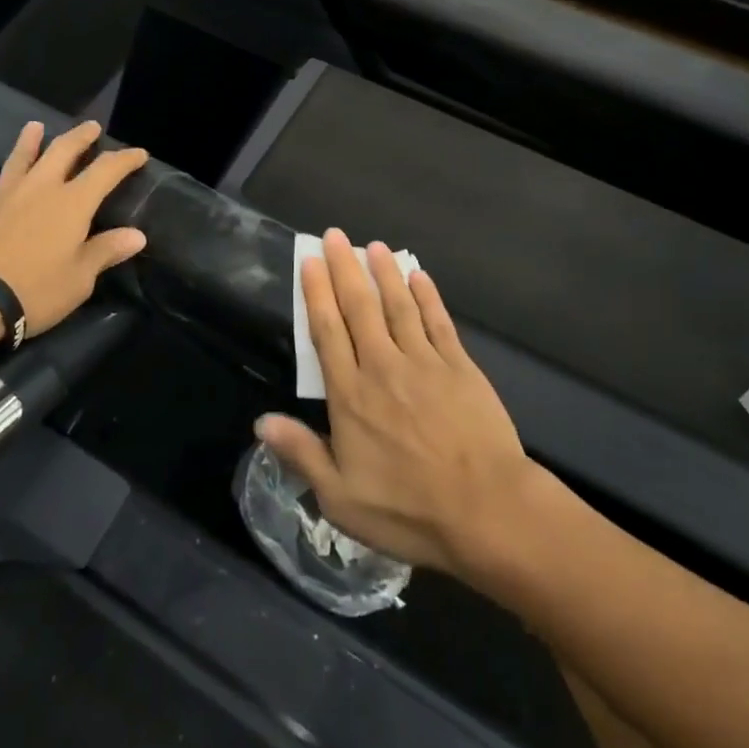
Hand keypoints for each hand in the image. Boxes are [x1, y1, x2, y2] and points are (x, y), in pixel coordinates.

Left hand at [0, 120, 148, 340]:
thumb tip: (137, 235)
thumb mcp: (79, 279)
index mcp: (72, 203)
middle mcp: (40, 188)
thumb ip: (106, 251)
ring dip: (30, 141)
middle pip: (63, 151)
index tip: (139, 154)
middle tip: (91, 127)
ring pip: (20, 158)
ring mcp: (5, 194)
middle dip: (80, 136)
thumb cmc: (33, 289)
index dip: (125, 159)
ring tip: (35, 126)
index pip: (106, 171)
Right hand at [256, 230, 538, 577]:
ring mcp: (424, 362)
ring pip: (398, 305)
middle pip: (359, 307)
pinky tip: (419, 276)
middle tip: (335, 235)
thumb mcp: (341, 499)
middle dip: (345, 268)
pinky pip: (438, 321)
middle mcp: (383, 366)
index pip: (327, 331)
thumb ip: (302, 454)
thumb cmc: (409, 511)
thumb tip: (261, 421)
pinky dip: (427, 296)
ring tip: (373, 245)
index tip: (311, 261)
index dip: (317, 293)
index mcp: (351, 395)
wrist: (487, 512)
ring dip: (384, 273)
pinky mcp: (460, 366)